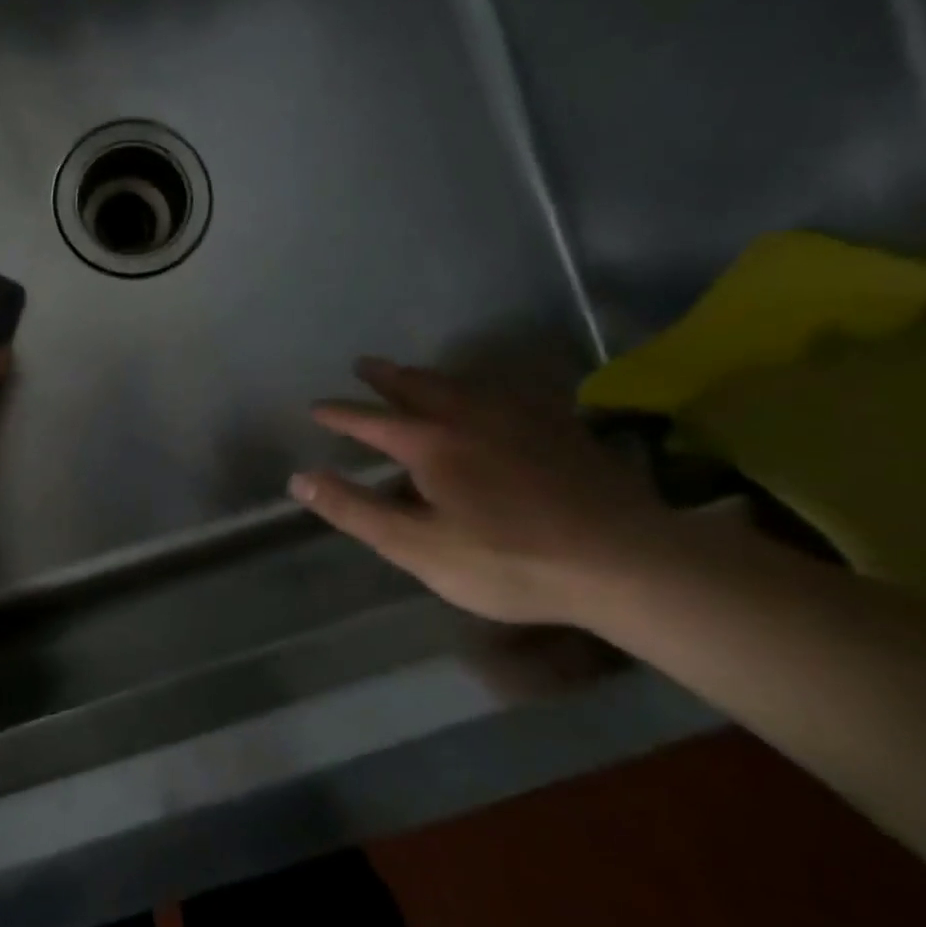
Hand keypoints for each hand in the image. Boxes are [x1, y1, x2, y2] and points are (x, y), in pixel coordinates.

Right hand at [288, 358, 677, 625]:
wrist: (626, 562)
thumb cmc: (508, 561)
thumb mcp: (417, 547)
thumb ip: (355, 511)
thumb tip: (299, 479)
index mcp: (431, 444)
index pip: (370, 421)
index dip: (339, 414)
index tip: (316, 406)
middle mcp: (471, 418)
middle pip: (419, 387)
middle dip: (386, 377)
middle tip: (364, 364)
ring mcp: (522, 419)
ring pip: (465, 385)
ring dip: (432, 376)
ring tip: (418, 374)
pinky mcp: (562, 430)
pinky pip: (514, 394)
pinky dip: (489, 388)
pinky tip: (497, 395)